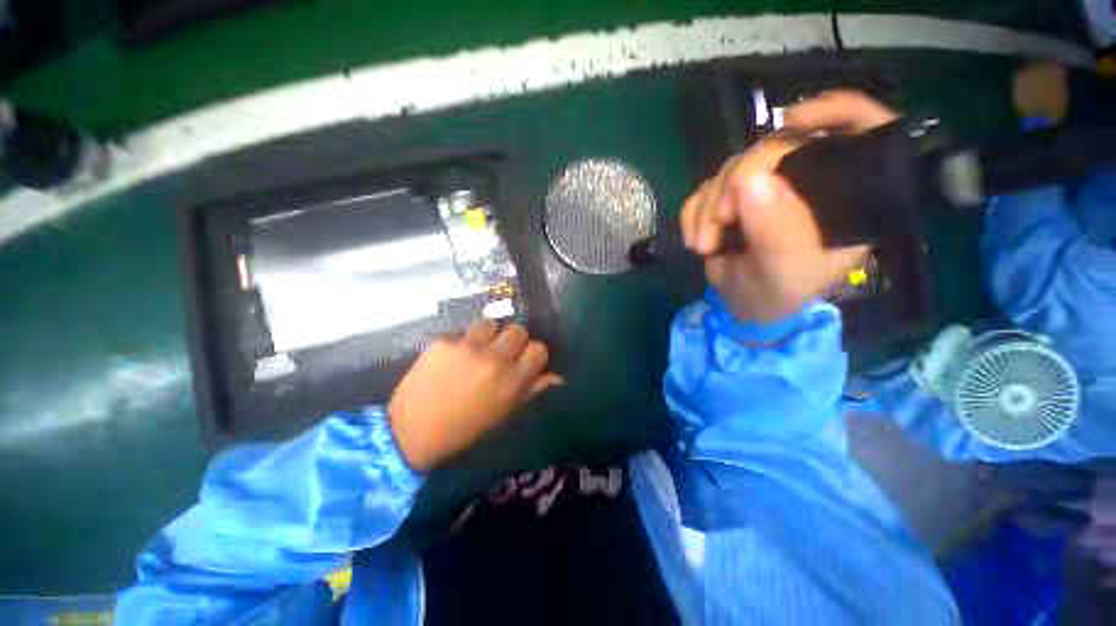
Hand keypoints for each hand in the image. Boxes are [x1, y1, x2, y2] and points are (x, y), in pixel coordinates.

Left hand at [388, 321, 561, 471]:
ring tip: (479, 348)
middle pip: (517, 329)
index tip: (527, 360)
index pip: (539, 349)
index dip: (535, 353)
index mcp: (512, 380)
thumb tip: (556, 376)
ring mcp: (467, 347)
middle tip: (503, 352)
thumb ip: (532, 390)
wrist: (412, 433)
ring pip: (490, 323)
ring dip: (489, 334)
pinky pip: (463, 332)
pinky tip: (454, 356)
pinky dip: (464, 341)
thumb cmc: (465, 430)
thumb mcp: (504, 414)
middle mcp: (494, 358)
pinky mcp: (443, 341)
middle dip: (514, 340)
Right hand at [680, 90, 897, 321]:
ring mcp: (765, 188)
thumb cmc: (775, 295)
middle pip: (775, 147)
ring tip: (705, 245)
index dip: (837, 112)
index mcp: (844, 197)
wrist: (740, 306)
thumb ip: (776, 232)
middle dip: (735, 184)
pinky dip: (694, 212)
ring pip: (731, 168)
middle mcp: (806, 184)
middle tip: (719, 223)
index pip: (864, 131)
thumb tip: (750, 181)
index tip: (790, 121)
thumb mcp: (783, 273)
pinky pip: (705, 188)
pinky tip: (698, 238)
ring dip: (707, 207)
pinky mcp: (732, 198)